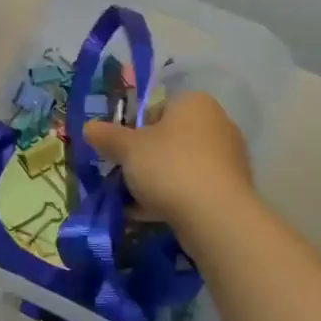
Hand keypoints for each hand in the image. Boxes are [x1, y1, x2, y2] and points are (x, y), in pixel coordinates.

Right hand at [84, 91, 254, 230]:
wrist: (216, 217)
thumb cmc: (169, 167)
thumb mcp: (127, 148)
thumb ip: (106, 135)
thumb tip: (88, 127)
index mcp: (194, 103)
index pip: (157, 105)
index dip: (133, 126)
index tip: (119, 147)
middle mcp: (217, 123)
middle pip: (169, 136)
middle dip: (144, 155)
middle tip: (123, 173)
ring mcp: (228, 157)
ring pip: (180, 164)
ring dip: (156, 179)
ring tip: (132, 199)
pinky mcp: (231, 188)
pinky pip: (193, 187)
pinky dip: (173, 197)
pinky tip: (150, 214)